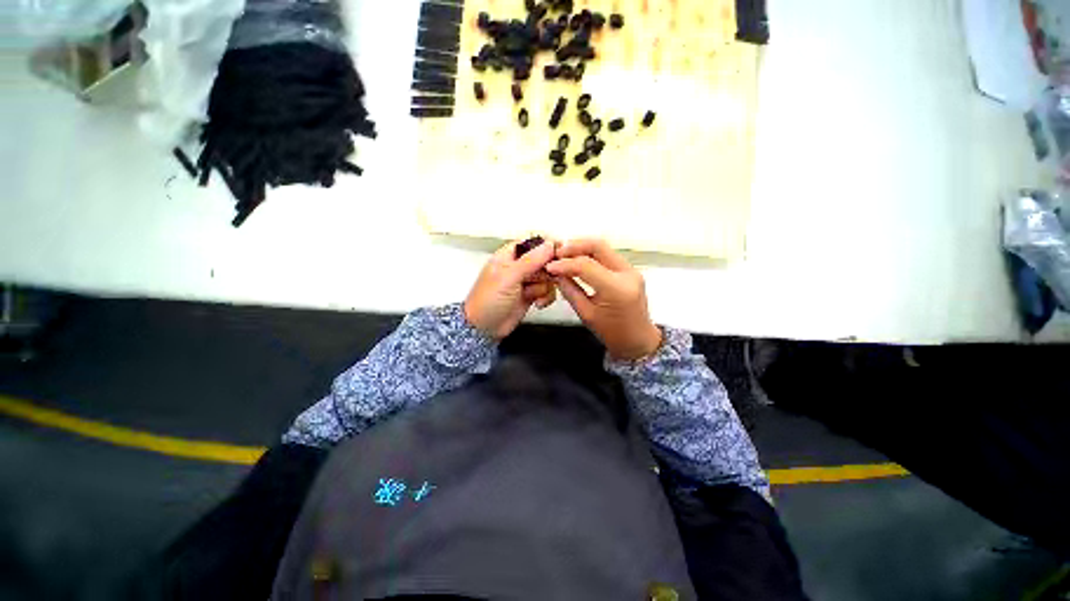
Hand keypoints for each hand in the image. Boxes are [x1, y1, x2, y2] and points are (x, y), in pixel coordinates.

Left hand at [464, 239, 556, 339]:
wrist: (484, 328)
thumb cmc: (488, 300)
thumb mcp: (509, 277)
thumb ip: (531, 260)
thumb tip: (549, 244)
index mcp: (509, 255)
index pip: (533, 242)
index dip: (547, 245)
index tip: (560, 252)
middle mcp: (519, 266)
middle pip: (544, 259)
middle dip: (548, 270)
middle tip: (549, 277)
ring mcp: (525, 281)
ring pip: (548, 277)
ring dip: (545, 287)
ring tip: (535, 296)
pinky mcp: (531, 295)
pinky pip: (547, 291)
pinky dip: (546, 297)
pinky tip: (538, 304)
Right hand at [546, 239, 662, 360]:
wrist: (638, 341)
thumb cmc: (612, 333)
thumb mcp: (586, 314)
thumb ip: (570, 291)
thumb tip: (556, 275)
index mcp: (616, 289)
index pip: (586, 266)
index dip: (565, 264)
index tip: (550, 266)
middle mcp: (627, 274)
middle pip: (598, 246)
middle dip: (574, 246)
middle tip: (556, 253)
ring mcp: (631, 270)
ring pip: (603, 248)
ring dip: (582, 248)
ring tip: (563, 255)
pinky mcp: (630, 271)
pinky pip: (608, 255)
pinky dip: (591, 254)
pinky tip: (577, 259)